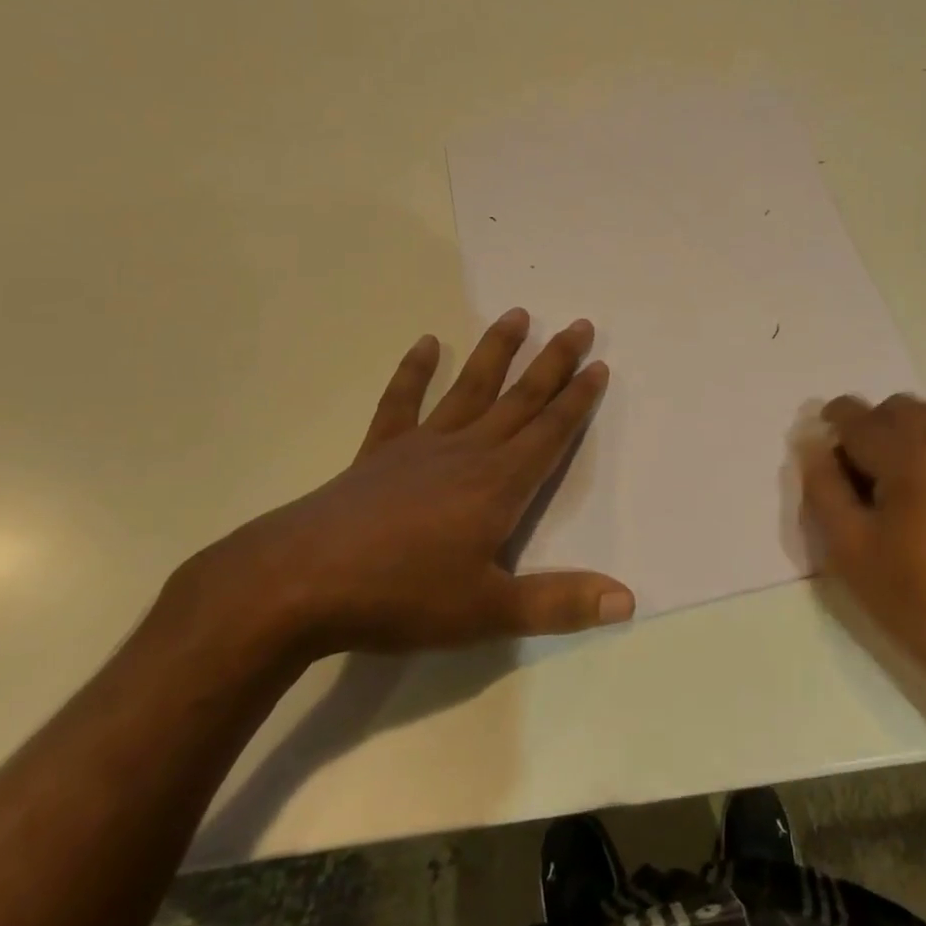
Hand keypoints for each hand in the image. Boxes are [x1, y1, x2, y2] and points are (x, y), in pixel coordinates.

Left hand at [188, 308, 634, 658]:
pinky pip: (401, 401)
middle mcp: (467, 451)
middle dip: (553, 363)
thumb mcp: (488, 612)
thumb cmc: (400, 596)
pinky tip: (426, 343)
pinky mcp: (379, 451)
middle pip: (520, 398)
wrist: (298, 583)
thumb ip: (559, 603)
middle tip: (579, 324)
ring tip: (517, 314)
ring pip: (469, 387)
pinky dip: (414, 371)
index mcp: (499, 484)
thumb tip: (627, 601)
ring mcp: (420, 445)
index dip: (578, 400)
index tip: (599, 364)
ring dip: (496, 351)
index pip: (550, 432)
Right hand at [798, 393, 925, 733]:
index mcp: (913, 448)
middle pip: (896, 410)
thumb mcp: (850, 549)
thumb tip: (812, 443)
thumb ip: (822, 486)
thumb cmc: (923, 602)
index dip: (830, 430)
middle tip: (862, 488)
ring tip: (905, 500)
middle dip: (871, 433)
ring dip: (908, 442)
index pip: (854, 415)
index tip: (826, 463)